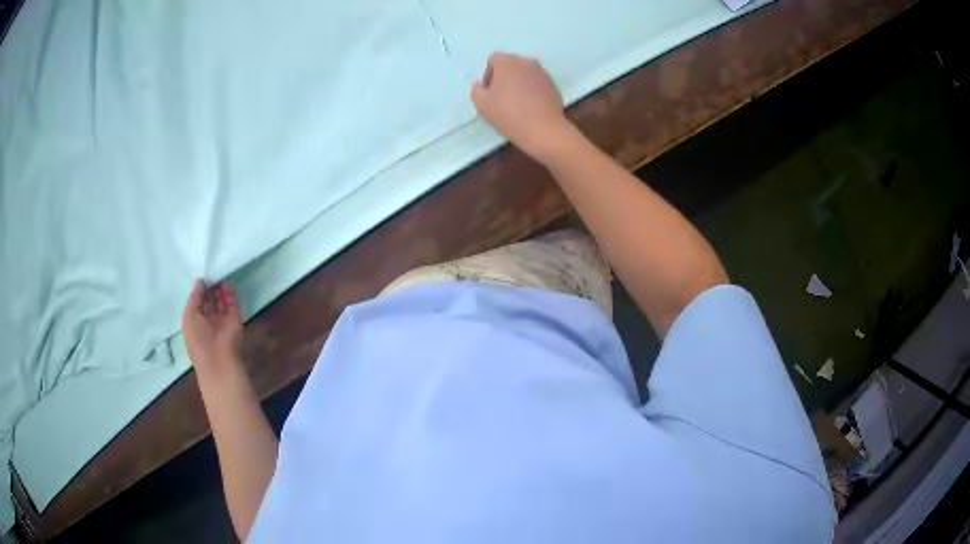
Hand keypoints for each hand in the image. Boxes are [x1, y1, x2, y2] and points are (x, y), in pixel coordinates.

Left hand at [183, 279, 243, 375]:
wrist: (218, 358)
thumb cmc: (198, 339)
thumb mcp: (189, 316)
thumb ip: (195, 297)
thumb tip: (200, 280)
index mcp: (196, 322)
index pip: (198, 303)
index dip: (200, 291)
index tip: (202, 276)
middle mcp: (210, 321)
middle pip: (210, 301)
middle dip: (210, 287)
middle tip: (211, 272)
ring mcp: (223, 320)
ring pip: (222, 301)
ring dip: (220, 289)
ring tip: (219, 274)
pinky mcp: (236, 319)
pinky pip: (233, 303)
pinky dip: (231, 293)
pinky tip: (227, 283)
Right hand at [471, 52, 573, 161]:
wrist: (544, 130)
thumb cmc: (509, 114)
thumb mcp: (481, 104)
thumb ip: (477, 90)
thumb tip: (482, 86)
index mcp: (509, 62)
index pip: (494, 59)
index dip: (488, 75)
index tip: (489, 92)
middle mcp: (527, 62)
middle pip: (510, 65)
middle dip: (503, 78)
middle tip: (500, 98)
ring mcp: (543, 73)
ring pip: (525, 74)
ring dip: (518, 84)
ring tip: (515, 104)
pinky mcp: (554, 86)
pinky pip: (537, 84)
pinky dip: (531, 91)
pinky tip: (529, 108)